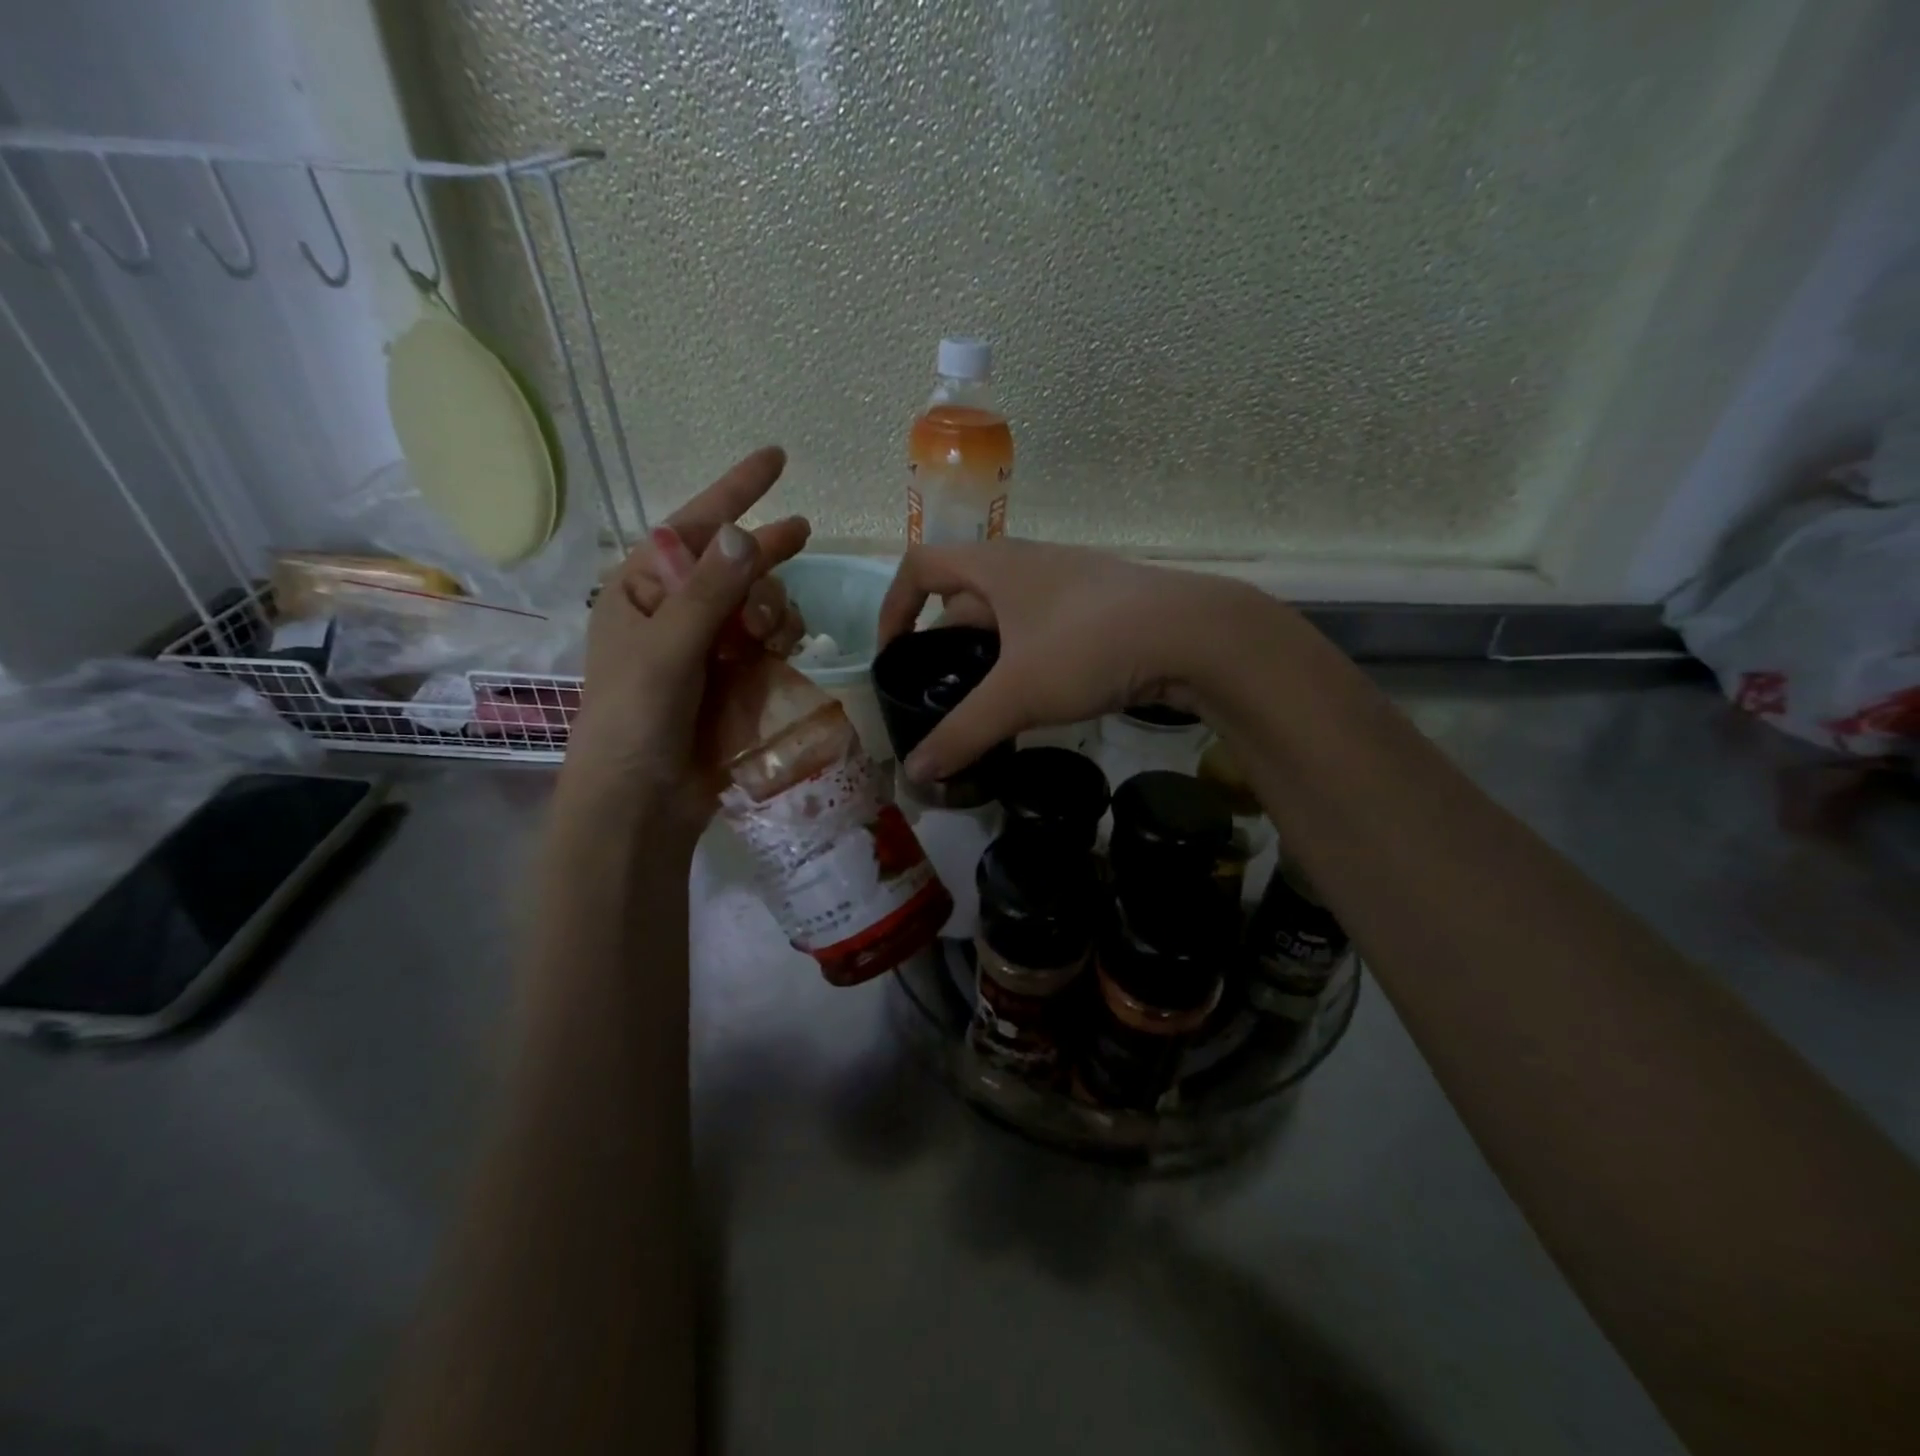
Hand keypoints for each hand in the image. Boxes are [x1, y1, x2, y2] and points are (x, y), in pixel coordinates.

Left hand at [563, 446, 809, 833]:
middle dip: (764, 555)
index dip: (736, 491)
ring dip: (774, 608)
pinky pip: (771, 643)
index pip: (694, 527)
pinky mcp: (735, 680)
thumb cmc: (635, 719)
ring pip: (761, 603)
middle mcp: (676, 610)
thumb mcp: (666, 651)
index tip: (777, 459)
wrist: (643, 802)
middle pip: (735, 563)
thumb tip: (744, 533)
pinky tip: (783, 652)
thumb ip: (707, 594)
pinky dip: (782, 641)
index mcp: (643, 589)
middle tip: (803, 536)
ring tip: (770, 635)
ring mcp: (709, 646)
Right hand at [877, 538, 1261, 782]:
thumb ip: (962, 733)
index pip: (920, 567)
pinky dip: (1024, 656)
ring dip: (985, 652)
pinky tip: (1035, 695)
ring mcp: (1068, 582)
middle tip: (937, 692)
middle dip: (942, 641)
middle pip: (963, 595)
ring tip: (982, 701)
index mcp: (995, 565)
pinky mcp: (1100, 606)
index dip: (894, 606)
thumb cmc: (1088, 646)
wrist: (1195, 635)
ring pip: (1007, 614)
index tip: (893, 656)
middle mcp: (1027, 563)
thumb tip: (914, 775)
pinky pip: (1042, 627)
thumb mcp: (1018, 694)